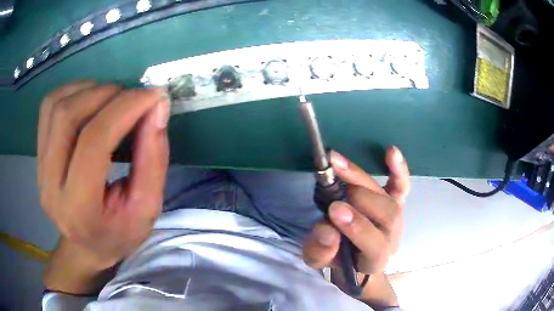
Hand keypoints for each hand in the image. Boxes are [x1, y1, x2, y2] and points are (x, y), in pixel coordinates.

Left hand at [37, 81, 169, 269]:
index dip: (125, 108)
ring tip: (112, 99)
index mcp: (79, 208)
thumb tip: (157, 106)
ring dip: (89, 90)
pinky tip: (89, 101)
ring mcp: (39, 169)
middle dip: (106, 94)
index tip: (153, 95)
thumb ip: (154, 157)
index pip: (94, 141)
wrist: (87, 246)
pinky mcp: (37, 155)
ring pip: (56, 105)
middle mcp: (50, 186)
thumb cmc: (120, 233)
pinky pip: (48, 106)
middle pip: (68, 116)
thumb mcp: (147, 207)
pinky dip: (71, 92)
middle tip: (132, 98)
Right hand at [302, 147, 409, 304]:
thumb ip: (320, 251)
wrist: (355, 256)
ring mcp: (397, 218)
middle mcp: (392, 238)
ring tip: (339, 165)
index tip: (334, 210)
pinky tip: (390, 151)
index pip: (375, 246)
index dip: (357, 227)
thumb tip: (327, 230)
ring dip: (364, 180)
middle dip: (360, 198)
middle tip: (332, 183)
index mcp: (375, 260)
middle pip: (388, 216)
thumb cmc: (337, 259)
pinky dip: (398, 169)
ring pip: (391, 199)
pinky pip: (402, 186)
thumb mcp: (319, 260)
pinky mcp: (397, 203)